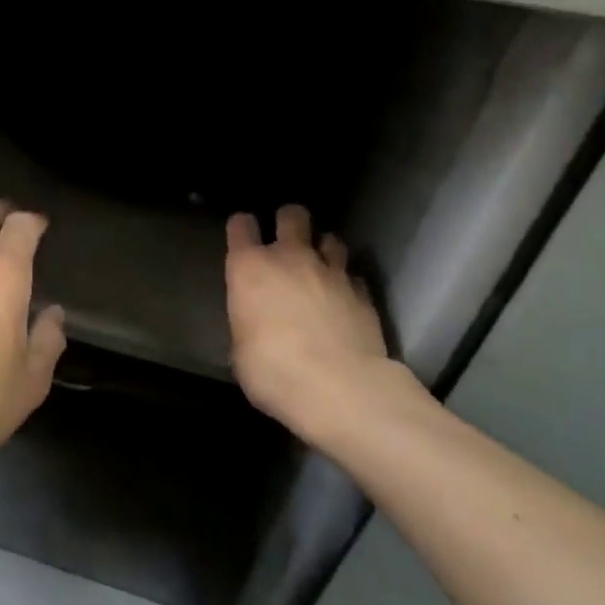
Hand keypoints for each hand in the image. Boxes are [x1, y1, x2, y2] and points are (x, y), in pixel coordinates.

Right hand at [225, 205, 402, 447]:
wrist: (340, 389)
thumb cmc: (273, 371)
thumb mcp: (241, 351)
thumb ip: (248, 323)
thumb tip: (256, 325)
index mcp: (249, 268)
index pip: (241, 225)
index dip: (242, 228)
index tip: (243, 237)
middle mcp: (290, 258)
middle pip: (292, 215)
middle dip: (289, 222)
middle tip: (288, 240)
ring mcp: (331, 272)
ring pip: (330, 238)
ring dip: (323, 249)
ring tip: (321, 267)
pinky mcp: (363, 293)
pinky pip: (353, 276)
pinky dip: (347, 283)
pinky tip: (344, 299)